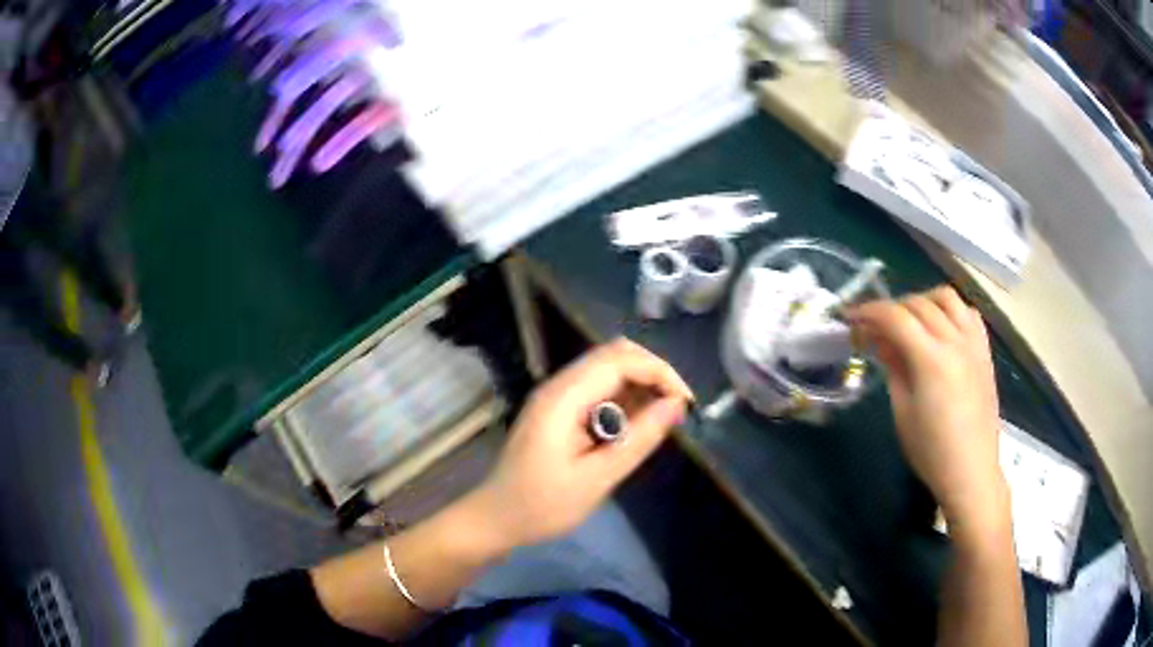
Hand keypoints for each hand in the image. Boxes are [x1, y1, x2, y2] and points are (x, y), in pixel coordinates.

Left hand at [469, 339, 692, 549]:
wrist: (496, 519)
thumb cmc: (542, 506)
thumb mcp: (596, 479)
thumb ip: (638, 439)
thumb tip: (677, 406)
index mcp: (563, 397)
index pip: (620, 360)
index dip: (659, 372)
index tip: (685, 404)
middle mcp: (559, 385)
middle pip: (615, 354)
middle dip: (653, 373)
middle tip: (676, 409)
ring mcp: (556, 396)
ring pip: (608, 368)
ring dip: (640, 385)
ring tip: (660, 420)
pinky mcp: (558, 409)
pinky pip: (598, 389)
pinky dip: (624, 399)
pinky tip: (634, 428)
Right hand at [848, 287, 1007, 528]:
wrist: (971, 471)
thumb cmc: (931, 451)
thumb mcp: (903, 412)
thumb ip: (893, 368)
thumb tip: (880, 339)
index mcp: (932, 361)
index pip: (897, 318)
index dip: (870, 312)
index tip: (852, 317)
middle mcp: (955, 342)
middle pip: (919, 304)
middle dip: (892, 308)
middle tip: (875, 326)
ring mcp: (974, 343)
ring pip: (947, 297)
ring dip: (923, 301)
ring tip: (910, 320)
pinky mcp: (985, 351)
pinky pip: (968, 313)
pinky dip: (950, 310)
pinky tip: (941, 327)